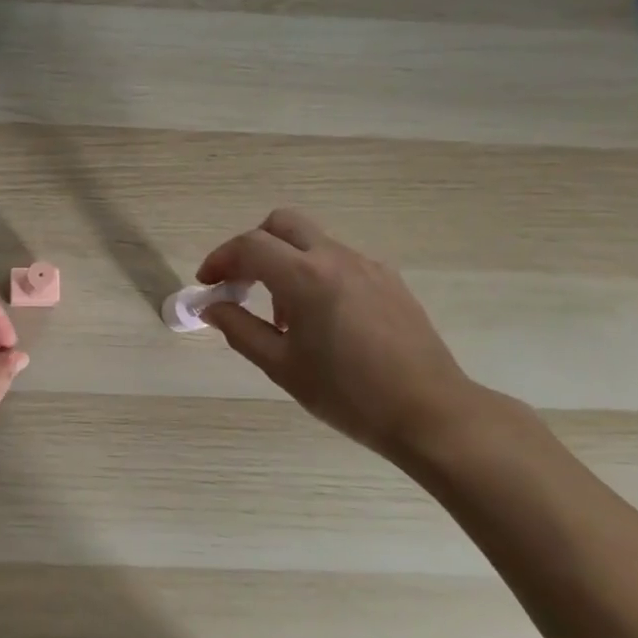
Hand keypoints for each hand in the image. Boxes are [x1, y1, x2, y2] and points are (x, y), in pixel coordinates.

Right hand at [197, 209, 480, 462]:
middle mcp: (336, 258)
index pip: (250, 246)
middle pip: (281, 224)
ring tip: (281, 315)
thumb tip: (211, 307)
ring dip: (284, 261)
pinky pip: (338, 260)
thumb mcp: (281, 366)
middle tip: (239, 284)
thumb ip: (239, 329)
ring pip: (311, 241)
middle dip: (252, 246)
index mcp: (306, 277)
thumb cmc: (348, 395)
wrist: (430, 413)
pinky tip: (319, 319)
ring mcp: (367, 266)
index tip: (207, 285)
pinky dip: (314, 273)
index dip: (220, 259)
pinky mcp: (388, 280)